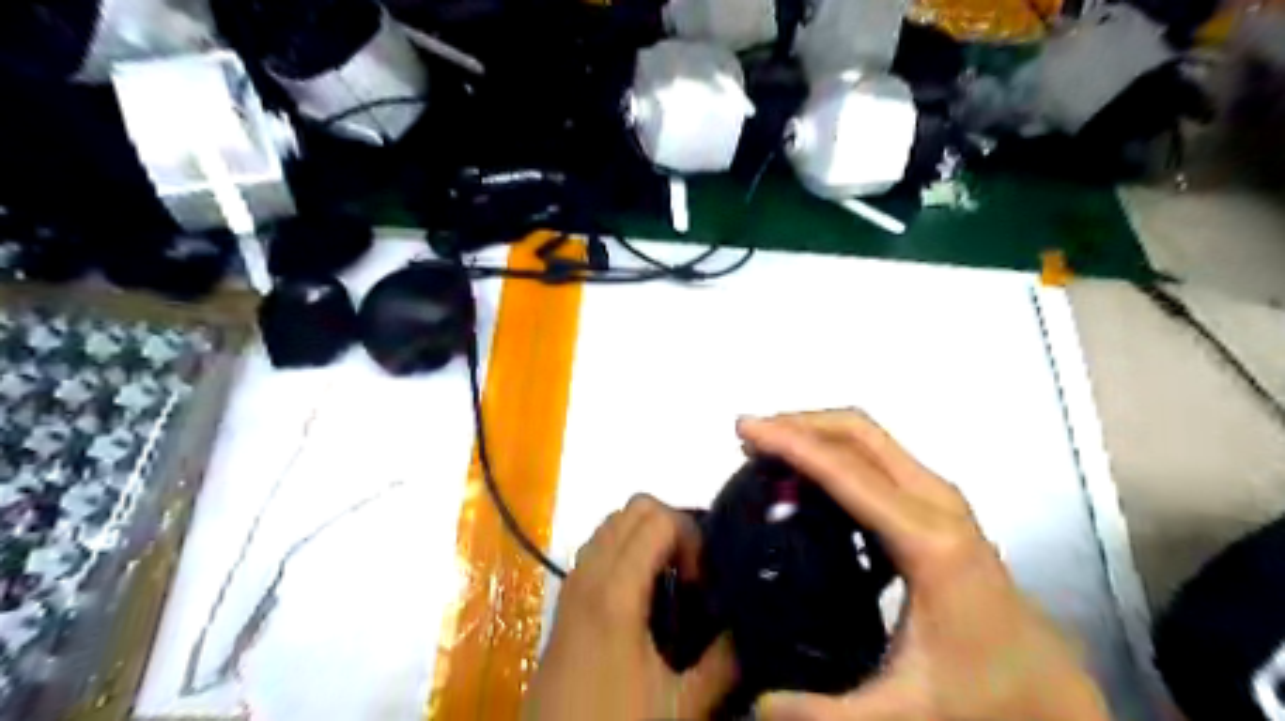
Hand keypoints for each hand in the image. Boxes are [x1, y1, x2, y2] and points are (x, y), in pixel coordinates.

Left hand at [522, 496, 738, 719]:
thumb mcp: (682, 705)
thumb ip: (723, 661)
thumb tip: (748, 627)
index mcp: (616, 591)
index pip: (658, 519)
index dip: (691, 537)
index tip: (703, 579)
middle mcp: (590, 573)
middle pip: (634, 508)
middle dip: (672, 527)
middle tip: (692, 573)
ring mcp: (573, 582)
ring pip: (613, 522)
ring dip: (646, 536)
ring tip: (670, 580)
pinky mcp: (566, 597)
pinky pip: (598, 546)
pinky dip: (625, 548)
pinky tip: (643, 595)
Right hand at [739, 410, 1110, 720]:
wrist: (1048, 688)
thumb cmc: (984, 690)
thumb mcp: (902, 712)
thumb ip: (823, 713)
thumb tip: (755, 706)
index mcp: (927, 541)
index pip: (846, 471)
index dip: (791, 443)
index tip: (747, 430)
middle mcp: (936, 503)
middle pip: (859, 432)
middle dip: (799, 422)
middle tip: (749, 434)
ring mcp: (940, 497)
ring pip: (869, 437)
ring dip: (816, 431)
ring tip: (769, 448)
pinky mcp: (936, 504)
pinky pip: (877, 456)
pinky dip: (835, 450)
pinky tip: (809, 475)